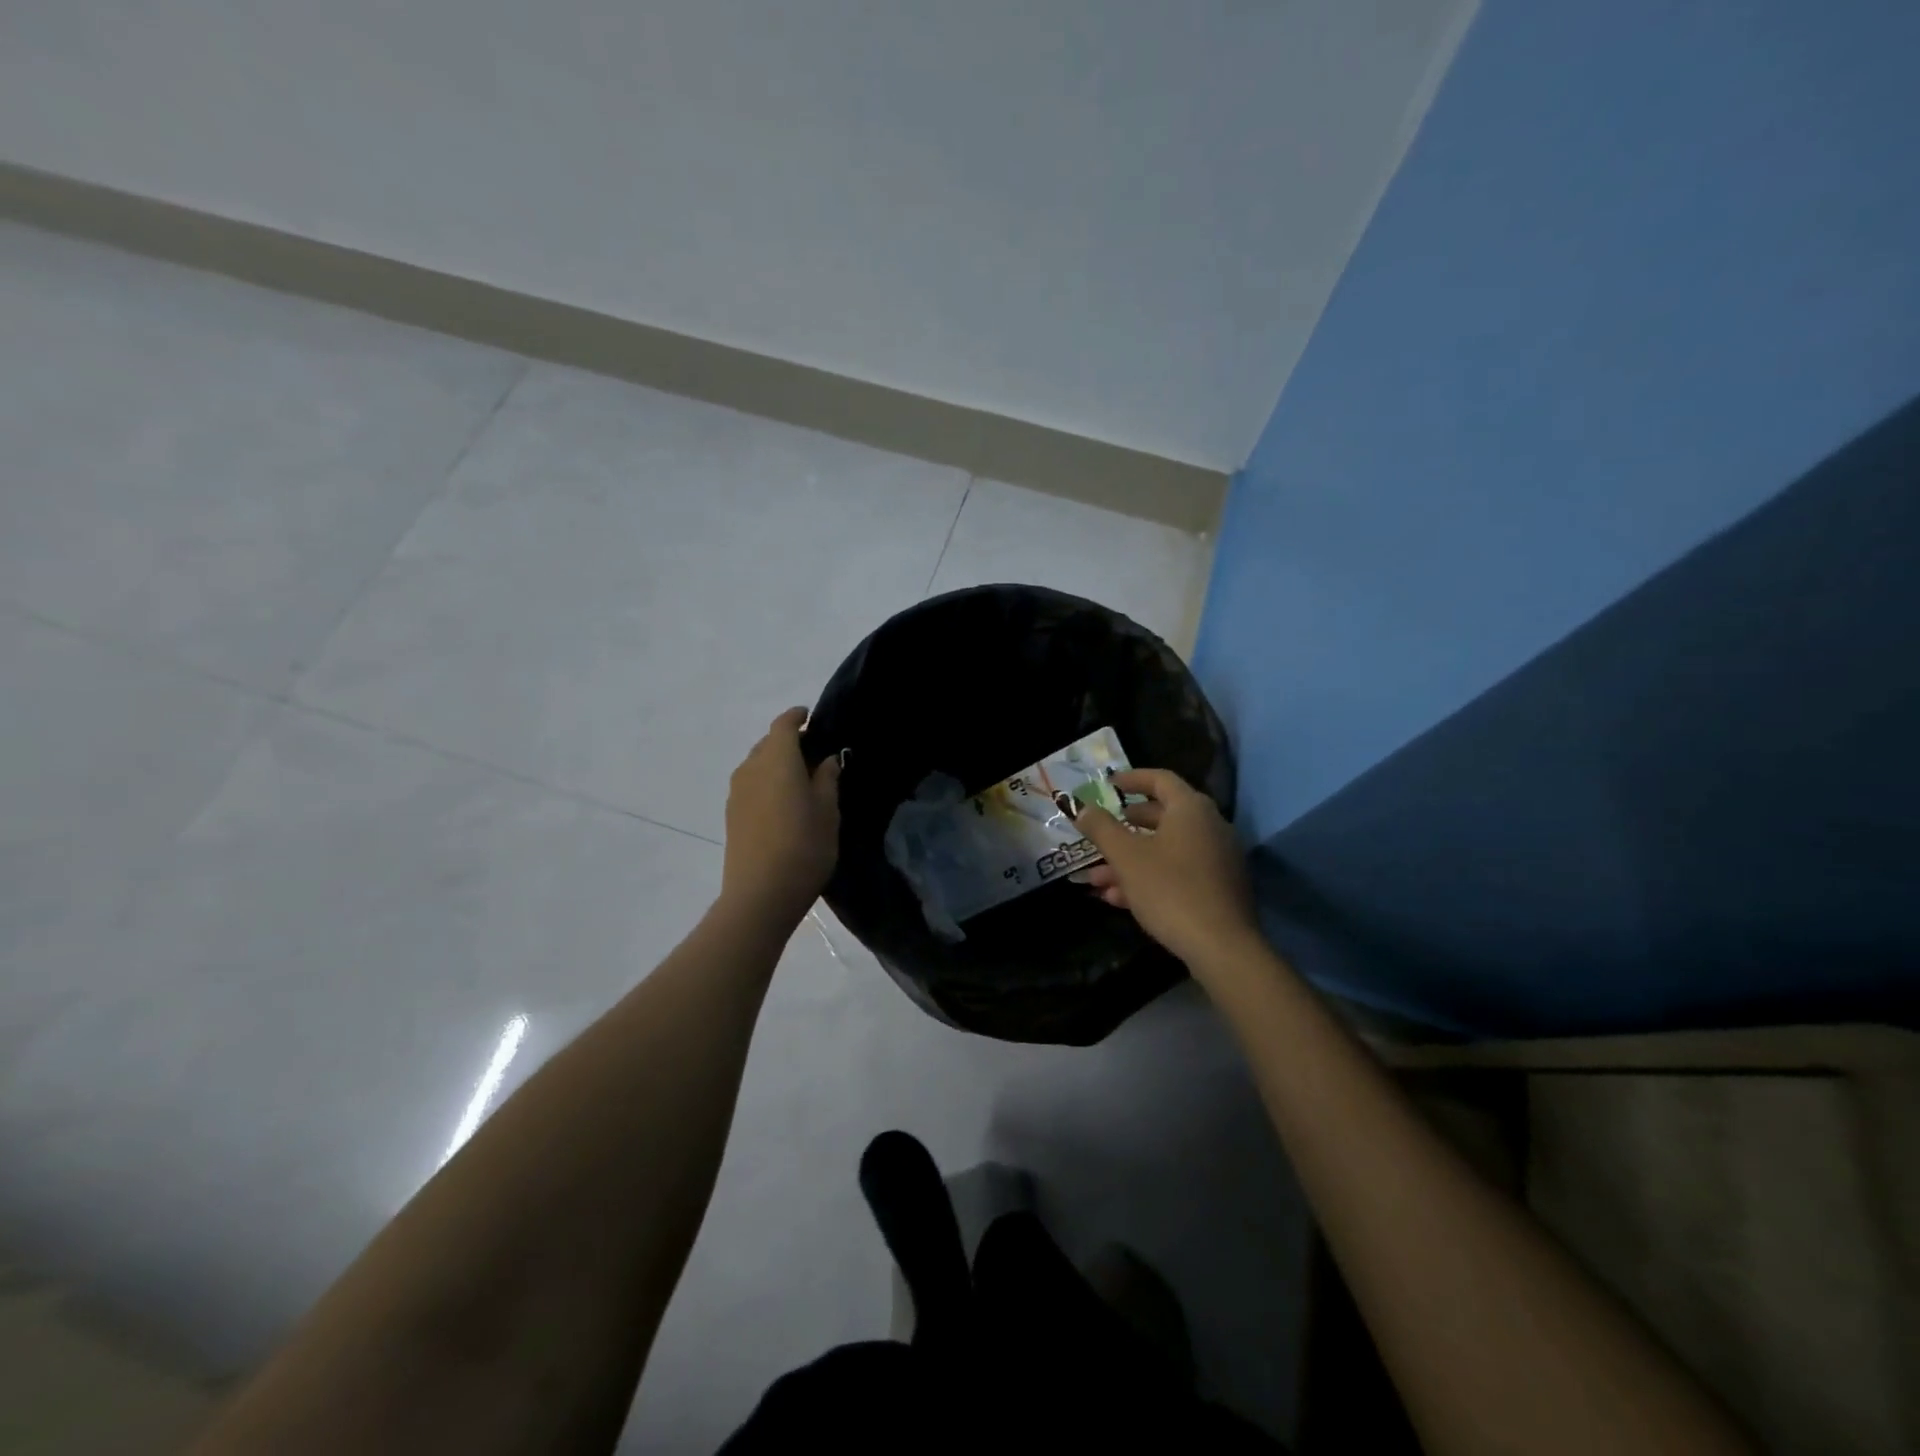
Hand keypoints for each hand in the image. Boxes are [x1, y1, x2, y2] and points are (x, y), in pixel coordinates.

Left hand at [721, 707, 840, 921]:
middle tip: (814, 754)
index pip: (783, 725)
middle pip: (768, 743)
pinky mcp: (732, 815)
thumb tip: (826, 760)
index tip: (811, 716)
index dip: (797, 717)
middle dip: (789, 742)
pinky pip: (751, 785)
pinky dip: (767, 783)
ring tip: (800, 780)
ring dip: (776, 764)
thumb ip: (827, 779)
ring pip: (757, 765)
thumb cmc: (804, 846)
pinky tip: (783, 803)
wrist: (760, 895)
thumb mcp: (828, 811)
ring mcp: (737, 793)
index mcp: (776, 759)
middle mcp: (751, 768)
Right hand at [1074, 768, 1260, 974]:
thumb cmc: (1170, 889)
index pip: (1161, 779)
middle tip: (1101, 831)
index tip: (1108, 785)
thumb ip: (1101, 828)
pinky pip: (1178, 872)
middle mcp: (1210, 827)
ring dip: (1130, 860)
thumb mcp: (1126, 857)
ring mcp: (1217, 859)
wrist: (1221, 947)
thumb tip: (1081, 807)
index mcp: (1191, 809)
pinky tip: (1119, 899)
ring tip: (1097, 879)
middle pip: (1163, 816)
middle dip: (1125, 827)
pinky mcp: (1219, 888)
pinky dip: (1150, 877)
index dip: (1132, 779)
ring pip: (1166, 849)